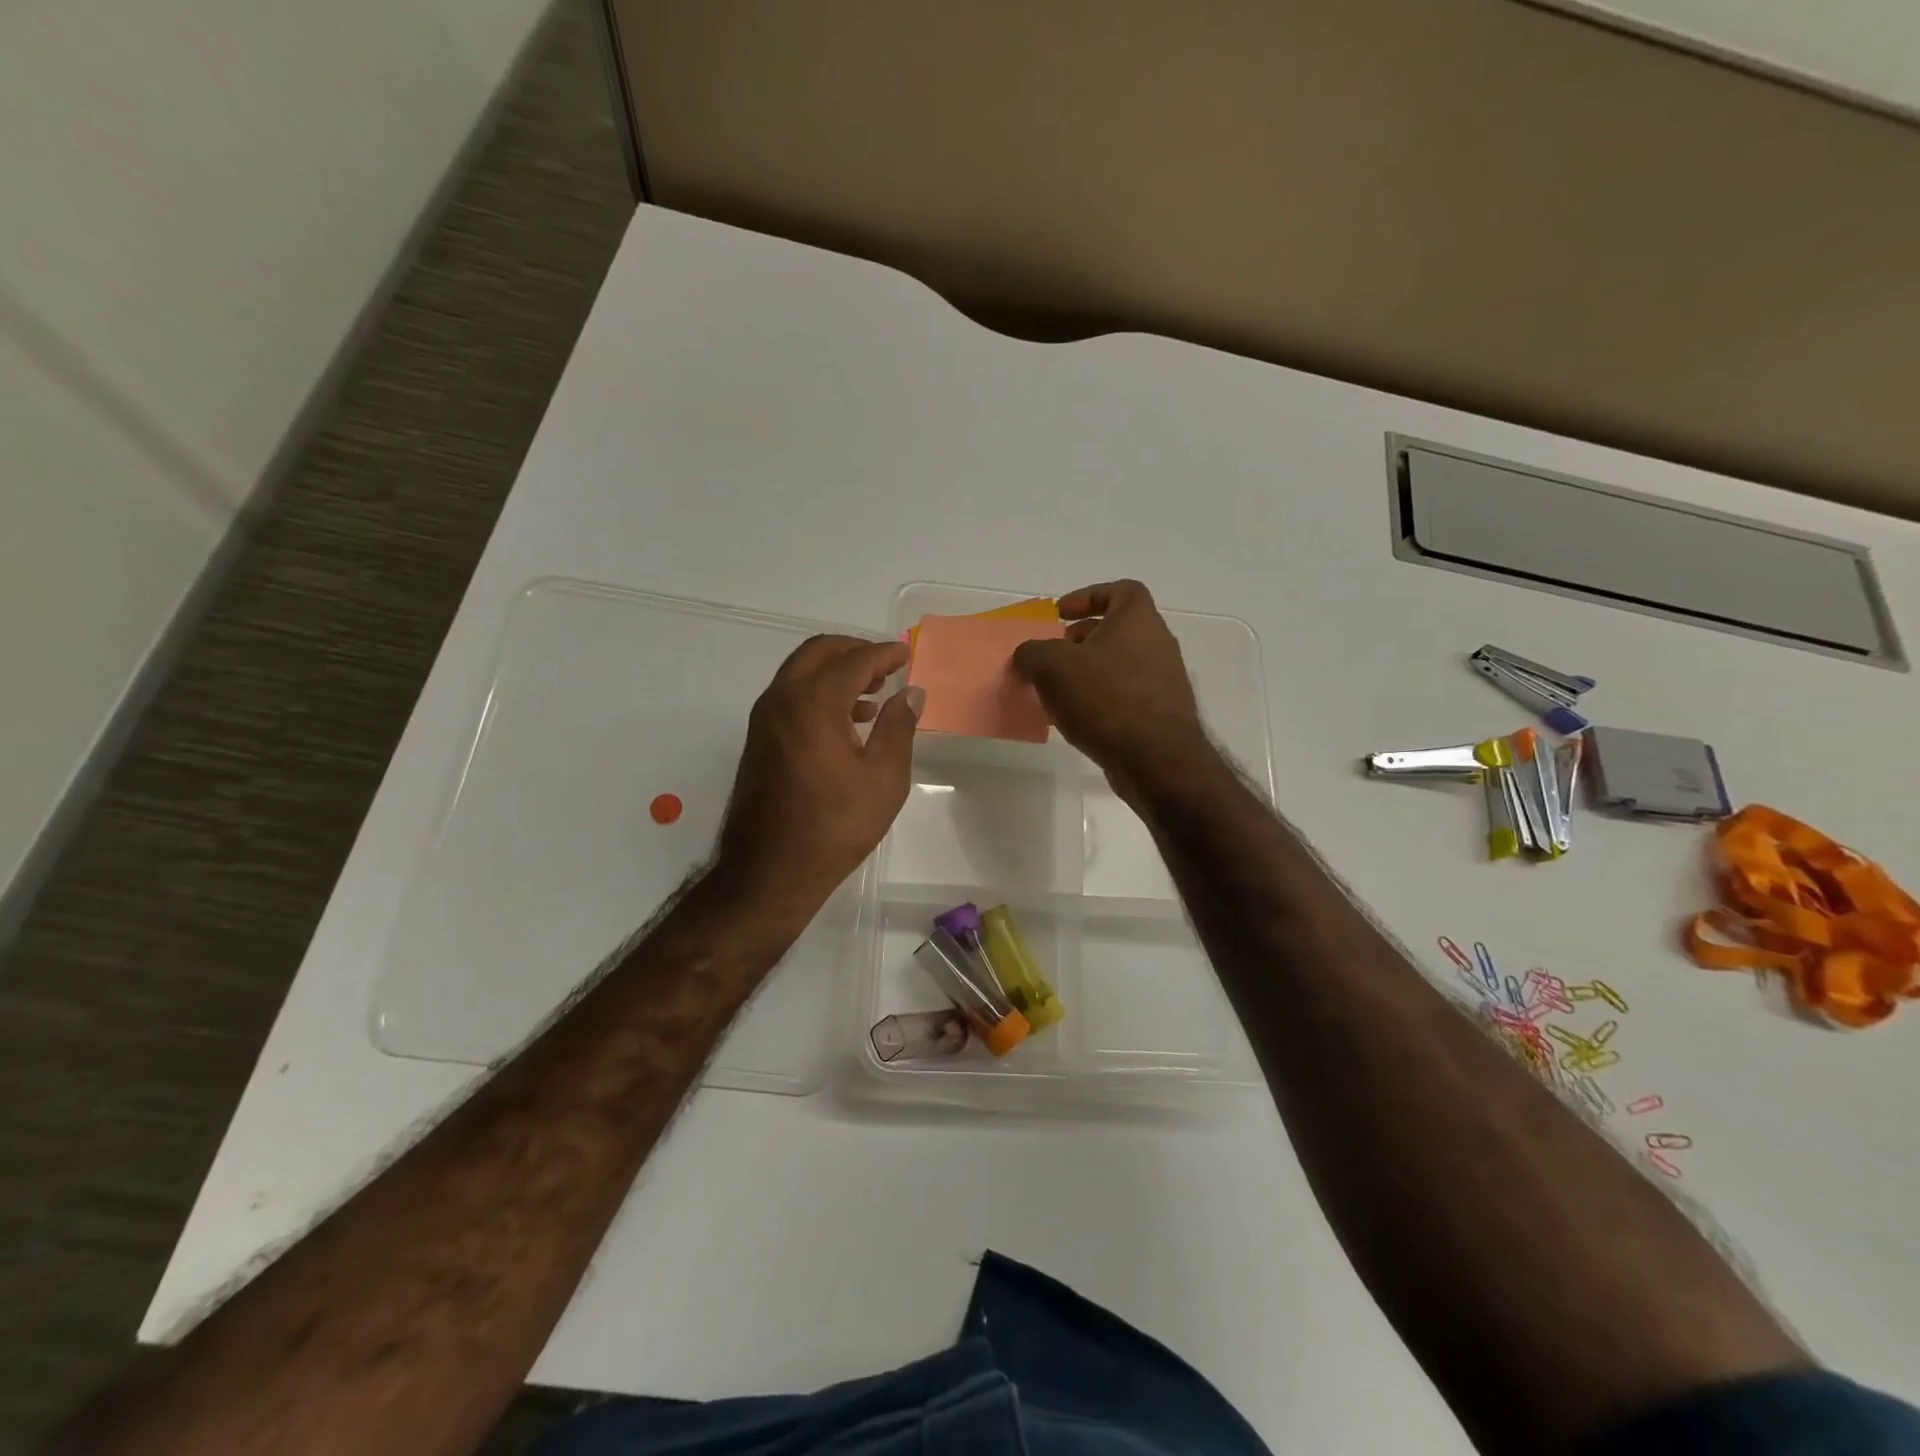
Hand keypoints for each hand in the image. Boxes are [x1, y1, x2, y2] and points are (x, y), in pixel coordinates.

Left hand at [715, 635, 922, 907]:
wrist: (769, 871)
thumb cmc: (834, 826)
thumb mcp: (883, 779)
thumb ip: (898, 727)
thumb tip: (911, 692)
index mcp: (813, 703)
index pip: (854, 661)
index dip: (883, 653)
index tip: (906, 654)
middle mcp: (781, 699)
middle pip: (819, 653)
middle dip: (855, 651)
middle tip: (887, 666)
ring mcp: (764, 719)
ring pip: (801, 672)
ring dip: (836, 672)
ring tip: (873, 693)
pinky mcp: (758, 739)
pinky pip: (790, 696)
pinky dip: (818, 692)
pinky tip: (847, 721)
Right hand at [1012, 580, 1211, 795]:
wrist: (1156, 759)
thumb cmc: (1106, 698)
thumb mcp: (1053, 667)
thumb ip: (1033, 653)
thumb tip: (1028, 656)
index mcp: (1138, 619)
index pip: (1120, 590)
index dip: (1088, 597)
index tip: (1060, 614)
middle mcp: (1157, 644)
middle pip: (1117, 630)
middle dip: (1080, 640)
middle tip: (1052, 656)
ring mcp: (1163, 681)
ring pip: (1119, 665)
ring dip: (1088, 672)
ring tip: (1057, 691)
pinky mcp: (1161, 714)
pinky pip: (1124, 696)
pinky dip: (1100, 700)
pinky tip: (1077, 720)